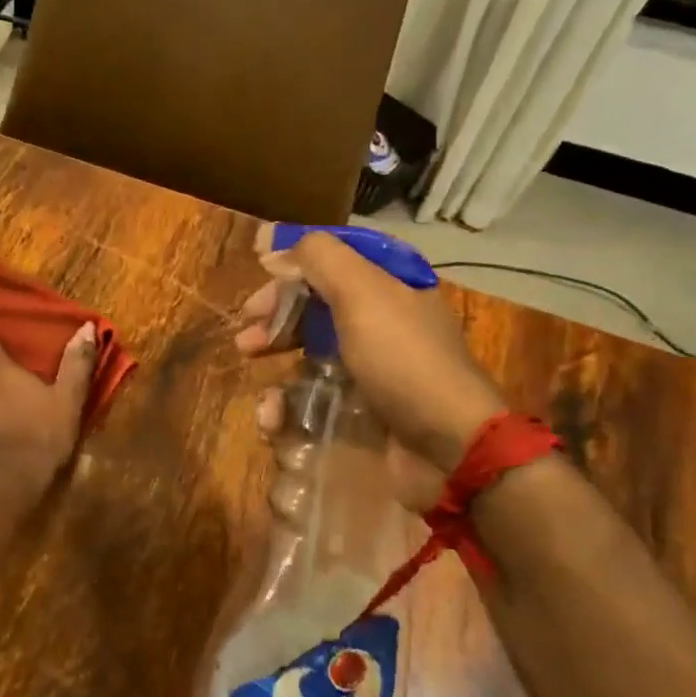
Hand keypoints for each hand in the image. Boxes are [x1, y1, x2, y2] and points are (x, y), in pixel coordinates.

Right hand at [234, 228, 506, 470]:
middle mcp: (382, 322)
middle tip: (247, 333)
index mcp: (390, 285)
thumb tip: (276, 248)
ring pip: (310, 352)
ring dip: (275, 359)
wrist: (448, 447)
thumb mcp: (362, 292)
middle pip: (316, 306)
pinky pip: (314, 399)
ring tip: (251, 370)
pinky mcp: (361, 412)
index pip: (334, 261)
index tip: (261, 275)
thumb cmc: (402, 359)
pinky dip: (288, 406)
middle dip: (277, 315)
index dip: (294, 264)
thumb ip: (319, 258)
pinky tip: (272, 415)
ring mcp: (372, 370)